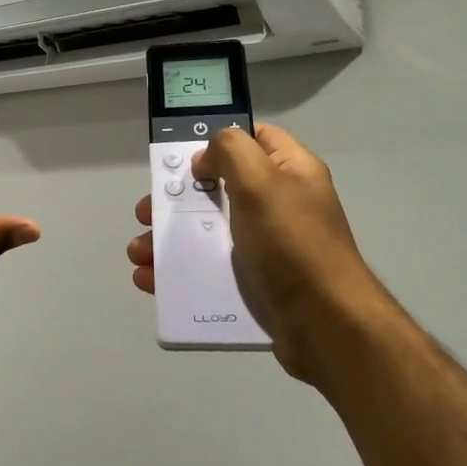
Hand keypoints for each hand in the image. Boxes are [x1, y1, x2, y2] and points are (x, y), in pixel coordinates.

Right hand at [127, 123, 384, 381]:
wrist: (327, 327)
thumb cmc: (293, 244)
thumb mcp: (262, 181)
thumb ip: (230, 151)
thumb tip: (206, 158)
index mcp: (290, 172)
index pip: (254, 138)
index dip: (217, 141)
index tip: (182, 157)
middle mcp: (279, 204)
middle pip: (218, 186)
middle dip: (176, 197)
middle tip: (147, 210)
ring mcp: (266, 246)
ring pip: (207, 230)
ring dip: (169, 238)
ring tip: (139, 252)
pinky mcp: (254, 282)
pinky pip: (208, 268)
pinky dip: (178, 271)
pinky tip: (150, 278)